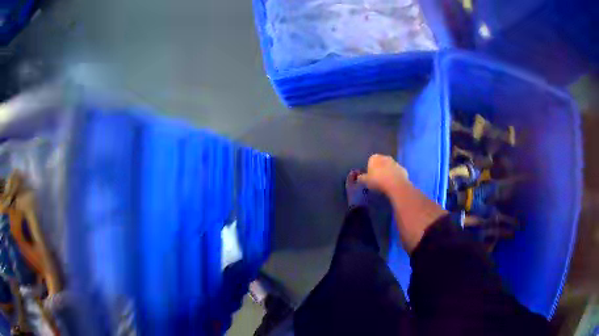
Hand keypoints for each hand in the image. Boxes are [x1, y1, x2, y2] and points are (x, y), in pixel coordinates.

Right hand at [358, 154, 408, 194]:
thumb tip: (359, 177)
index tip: (370, 177)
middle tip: (378, 180)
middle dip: (380, 169)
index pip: (370, 161)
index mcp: (375, 158)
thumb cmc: (377, 181)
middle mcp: (386, 157)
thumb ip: (361, 178)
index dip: (370, 169)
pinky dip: (396, 177)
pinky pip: (397, 173)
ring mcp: (396, 163)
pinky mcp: (403, 170)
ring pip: (390, 167)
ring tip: (386, 184)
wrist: (396, 185)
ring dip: (388, 173)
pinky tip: (394, 185)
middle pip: (381, 163)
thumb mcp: (365, 181)